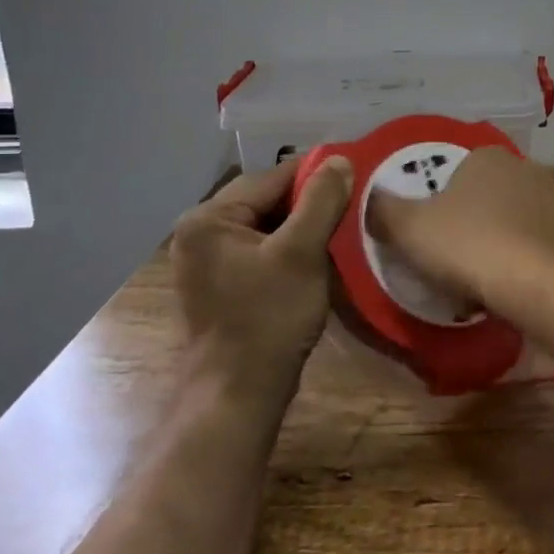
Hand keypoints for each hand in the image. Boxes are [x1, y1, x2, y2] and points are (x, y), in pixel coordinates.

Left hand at [168, 155, 353, 396]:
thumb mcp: (302, 254)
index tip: (355, 175)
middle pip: (266, 201)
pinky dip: (289, 250)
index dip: (315, 175)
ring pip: (266, 227)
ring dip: (302, 227)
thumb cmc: (269, 319)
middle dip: (309, 203)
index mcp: (208, 218)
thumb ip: (321, 201)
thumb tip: (340, 160)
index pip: (270, 178)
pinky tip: (317, 258)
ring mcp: (207, 262)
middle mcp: (199, 233)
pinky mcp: (221, 285)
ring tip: (340, 230)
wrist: (239, 394)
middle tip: (351, 206)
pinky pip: (260, 251)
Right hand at [366, 147, 553, 316]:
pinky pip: (536, 245)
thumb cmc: (471, 246)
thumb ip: (384, 209)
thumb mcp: (409, 228)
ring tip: (479, 279)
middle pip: (485, 195)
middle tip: (449, 257)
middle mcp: (525, 168)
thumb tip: (373, 198)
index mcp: (486, 156)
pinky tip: (510, 287)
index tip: (426, 232)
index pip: (454, 170)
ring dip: (496, 242)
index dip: (436, 200)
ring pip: (512, 221)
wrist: (546, 286)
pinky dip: (522, 261)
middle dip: (468, 221)